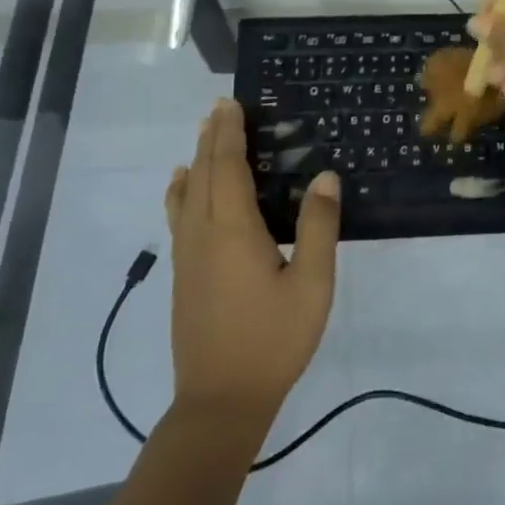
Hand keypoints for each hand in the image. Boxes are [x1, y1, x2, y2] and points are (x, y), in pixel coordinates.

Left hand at [164, 99, 339, 422]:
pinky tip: (183, 188)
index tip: (231, 104)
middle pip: (203, 173)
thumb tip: (325, 177)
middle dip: (212, 138)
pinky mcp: (184, 275)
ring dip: (197, 160)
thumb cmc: (273, 339)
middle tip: (220, 108)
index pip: (228, 167)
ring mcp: (188, 256)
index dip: (229, 133)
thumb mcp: (312, 284)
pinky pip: (179, 216)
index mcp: (233, 230)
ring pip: (187, 194)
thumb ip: (319, 227)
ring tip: (203, 135)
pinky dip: (181, 191)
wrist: (220, 400)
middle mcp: (203, 234)